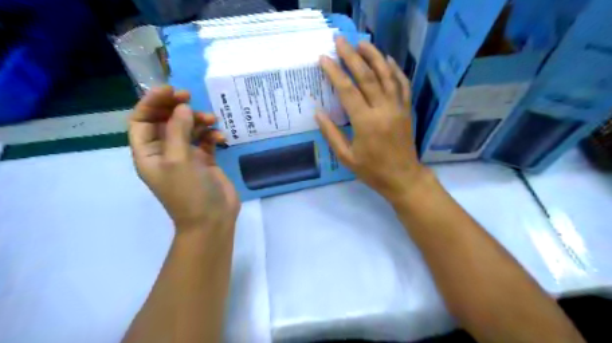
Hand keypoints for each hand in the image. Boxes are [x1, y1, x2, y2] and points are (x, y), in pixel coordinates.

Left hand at [127, 85, 237, 232]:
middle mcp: (165, 152)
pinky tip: (221, 138)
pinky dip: (212, 136)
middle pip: (166, 121)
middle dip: (176, 108)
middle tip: (190, 97)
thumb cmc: (189, 192)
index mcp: (149, 153)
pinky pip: (205, 141)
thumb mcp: (178, 160)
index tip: (170, 90)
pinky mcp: (205, 161)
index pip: (142, 120)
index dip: (152, 103)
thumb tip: (182, 107)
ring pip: (188, 129)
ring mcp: (187, 156)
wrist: (212, 219)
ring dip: (198, 121)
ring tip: (213, 120)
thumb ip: (177, 131)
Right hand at [318, 38, 426, 203]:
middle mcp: (382, 110)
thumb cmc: (371, 171)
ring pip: (386, 75)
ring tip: (362, 43)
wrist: (403, 177)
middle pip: (366, 76)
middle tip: (340, 40)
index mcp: (365, 123)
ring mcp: (397, 108)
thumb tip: (318, 112)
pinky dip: (395, 70)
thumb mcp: (346, 157)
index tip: (324, 58)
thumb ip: (331, 133)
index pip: (347, 90)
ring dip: (374, 56)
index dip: (334, 72)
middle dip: (351, 56)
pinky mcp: (406, 109)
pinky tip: (388, 60)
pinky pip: (403, 85)